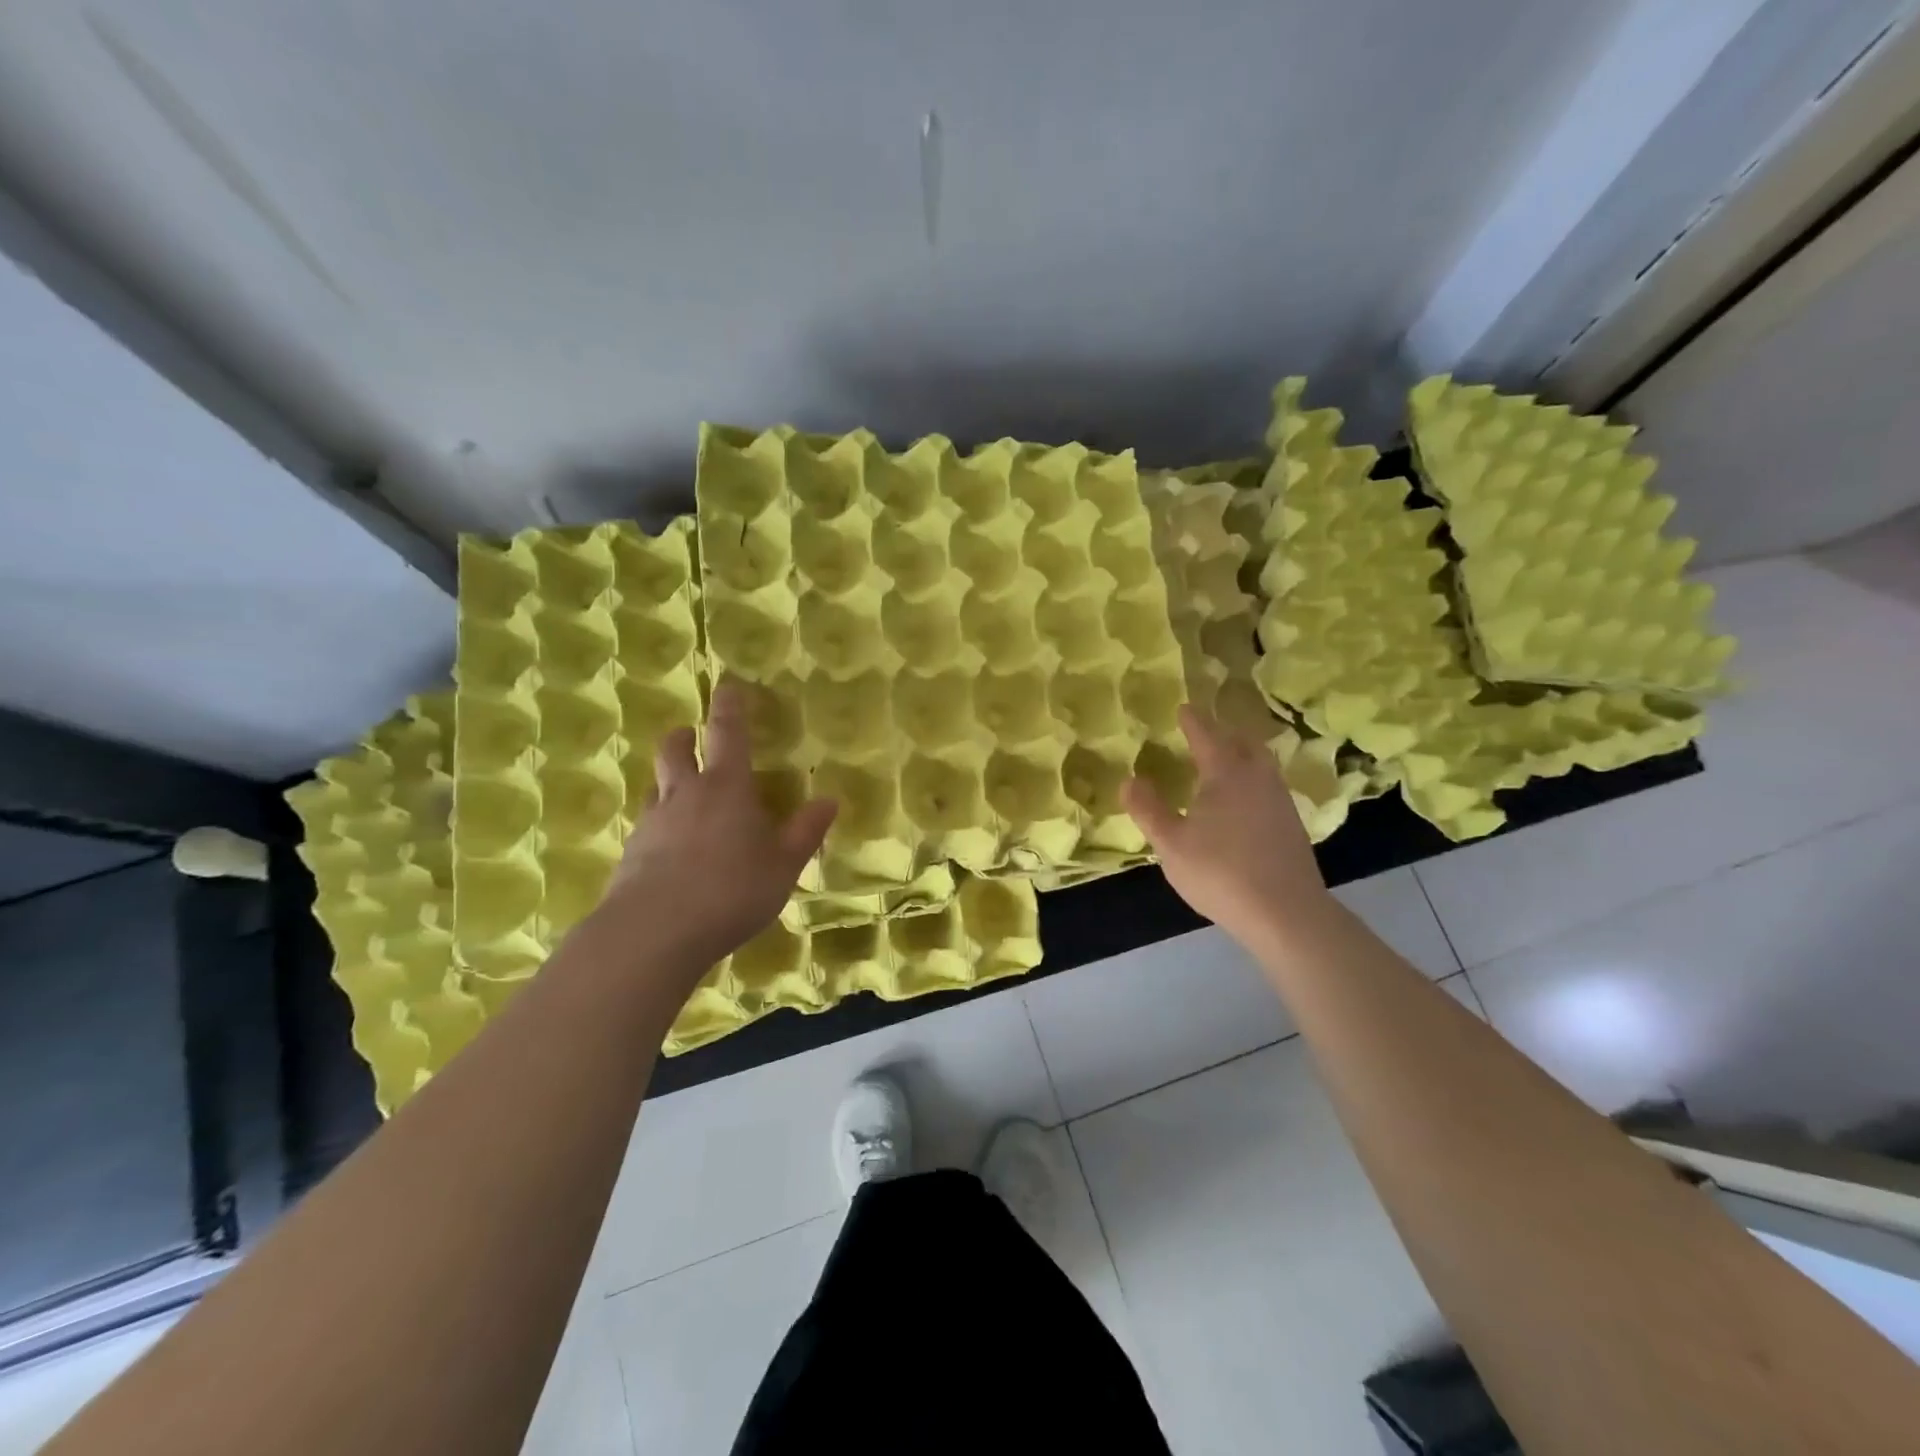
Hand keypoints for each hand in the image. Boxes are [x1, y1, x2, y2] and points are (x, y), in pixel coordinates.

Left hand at [598, 681, 836, 968]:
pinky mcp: (630, 854)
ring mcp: (652, 823)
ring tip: (682, 798)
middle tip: (690, 737)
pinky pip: (646, 826)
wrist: (653, 933)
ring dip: (667, 782)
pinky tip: (670, 852)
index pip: (728, 734)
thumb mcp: (783, 865)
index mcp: (726, 788)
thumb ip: (806, 832)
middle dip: (683, 737)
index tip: (728, 687)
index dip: (730, 707)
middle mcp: (684, 795)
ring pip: (655, 787)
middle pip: (675, 750)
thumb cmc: (731, 890)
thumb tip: (829, 800)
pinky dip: (659, 826)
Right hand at [1121, 706, 1329, 945]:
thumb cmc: (1221, 873)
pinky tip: (1242, 802)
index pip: (1207, 735)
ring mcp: (1280, 801)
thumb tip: (1129, 780)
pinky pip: (1269, 786)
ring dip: (1241, 755)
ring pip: (1261, 764)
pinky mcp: (1292, 825)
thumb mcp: (1171, 844)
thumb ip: (1148, 809)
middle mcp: (1258, 777)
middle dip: (1223, 733)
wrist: (1286, 913)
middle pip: (1243, 742)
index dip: (1193, 721)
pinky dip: (1252, 780)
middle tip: (1204, 733)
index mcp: (1226, 773)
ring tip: (1223, 764)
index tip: (1183, 708)